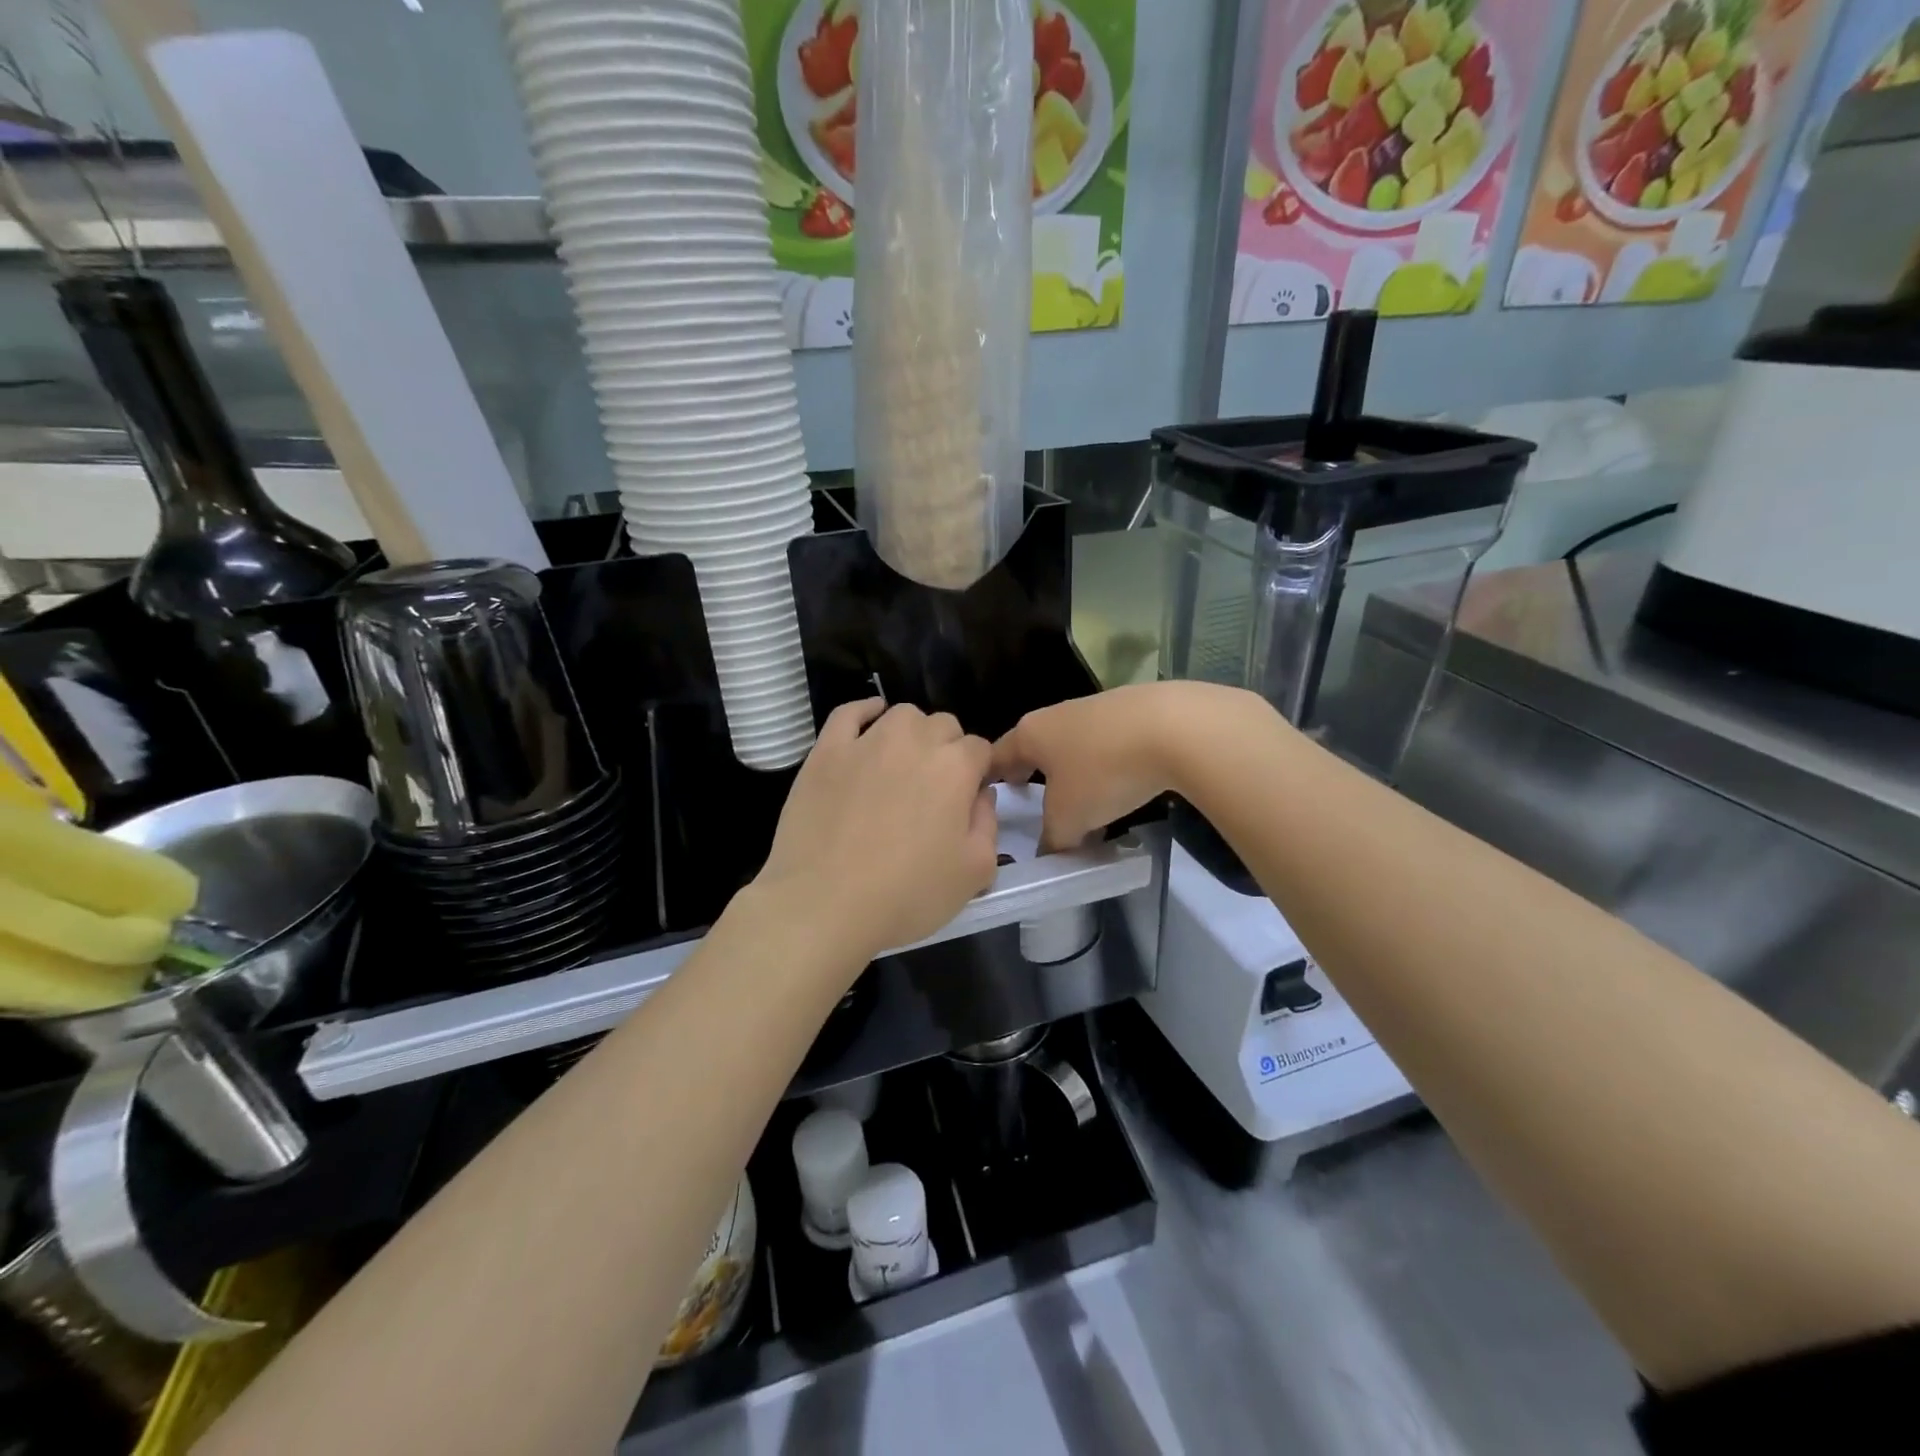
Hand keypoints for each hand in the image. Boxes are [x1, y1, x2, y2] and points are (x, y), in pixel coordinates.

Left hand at [753, 700, 998, 964]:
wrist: (824, 904)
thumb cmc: (907, 895)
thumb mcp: (974, 873)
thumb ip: (988, 824)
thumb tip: (981, 794)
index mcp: (956, 768)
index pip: (980, 749)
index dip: (979, 772)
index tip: (969, 798)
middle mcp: (914, 741)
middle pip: (944, 725)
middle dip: (949, 749)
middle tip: (936, 790)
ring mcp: (866, 741)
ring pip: (902, 715)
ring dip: (913, 733)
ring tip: (904, 764)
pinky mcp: (826, 751)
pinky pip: (849, 713)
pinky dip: (865, 711)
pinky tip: (870, 723)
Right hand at [992, 682, 1271, 849]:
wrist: (1176, 727)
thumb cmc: (1103, 771)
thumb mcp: (1069, 818)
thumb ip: (1052, 838)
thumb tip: (1051, 850)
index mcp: (1030, 734)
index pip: (995, 757)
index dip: (987, 781)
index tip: (986, 801)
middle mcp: (1056, 715)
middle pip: (1034, 749)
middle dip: (1031, 775)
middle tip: (1030, 803)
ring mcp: (1095, 709)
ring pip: (1071, 747)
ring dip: (1071, 774)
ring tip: (1081, 805)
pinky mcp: (1132, 711)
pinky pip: (1105, 744)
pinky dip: (1104, 766)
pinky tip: (1121, 787)